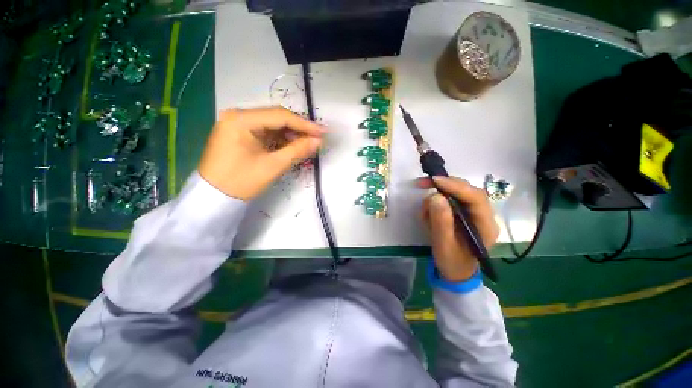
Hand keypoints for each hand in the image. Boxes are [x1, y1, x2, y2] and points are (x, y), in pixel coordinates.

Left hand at [199, 107, 324, 199]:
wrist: (214, 197)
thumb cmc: (241, 182)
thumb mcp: (273, 166)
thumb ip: (297, 150)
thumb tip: (319, 141)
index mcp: (241, 119)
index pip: (280, 116)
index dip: (305, 124)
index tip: (324, 132)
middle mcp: (237, 115)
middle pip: (276, 117)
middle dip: (299, 128)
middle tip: (318, 137)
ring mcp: (237, 123)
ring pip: (272, 124)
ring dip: (291, 133)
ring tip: (308, 143)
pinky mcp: (239, 133)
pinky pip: (265, 132)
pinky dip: (280, 138)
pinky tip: (292, 145)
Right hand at [418, 176, 498, 281]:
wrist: (455, 272)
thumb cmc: (452, 262)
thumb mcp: (443, 245)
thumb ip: (441, 222)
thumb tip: (436, 196)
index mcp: (485, 225)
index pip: (476, 198)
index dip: (456, 186)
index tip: (435, 181)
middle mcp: (483, 215)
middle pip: (467, 190)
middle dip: (444, 185)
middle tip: (422, 184)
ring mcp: (473, 213)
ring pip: (456, 193)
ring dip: (437, 197)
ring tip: (424, 213)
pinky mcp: (463, 213)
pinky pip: (449, 200)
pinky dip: (435, 204)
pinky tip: (427, 215)